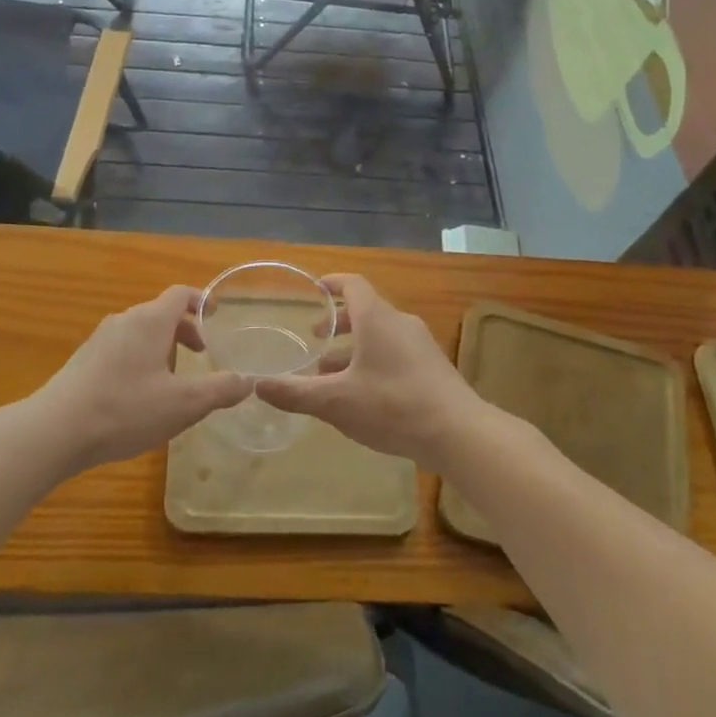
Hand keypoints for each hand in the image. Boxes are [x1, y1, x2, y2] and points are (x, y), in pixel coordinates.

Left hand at [25, 286, 251, 473]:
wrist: (54, 431)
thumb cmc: (125, 409)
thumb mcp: (183, 404)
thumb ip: (219, 390)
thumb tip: (247, 381)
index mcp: (150, 321)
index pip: (180, 295)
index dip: (202, 300)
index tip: (217, 315)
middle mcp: (124, 321)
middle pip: (161, 314)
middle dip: (185, 331)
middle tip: (201, 356)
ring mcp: (100, 340)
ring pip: (140, 333)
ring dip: (162, 348)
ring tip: (172, 382)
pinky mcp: (83, 361)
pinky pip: (122, 349)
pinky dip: (140, 360)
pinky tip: (140, 397)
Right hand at [253, 274, 488, 466]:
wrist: (459, 433)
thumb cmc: (392, 406)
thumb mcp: (336, 401)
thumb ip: (294, 392)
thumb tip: (256, 385)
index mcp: (377, 318)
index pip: (353, 284)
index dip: (332, 283)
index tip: (314, 289)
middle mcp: (400, 323)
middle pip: (367, 310)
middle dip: (339, 322)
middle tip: (315, 337)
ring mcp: (421, 345)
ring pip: (381, 334)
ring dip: (355, 346)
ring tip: (331, 372)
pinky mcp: (433, 367)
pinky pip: (396, 352)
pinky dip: (374, 360)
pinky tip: (363, 393)